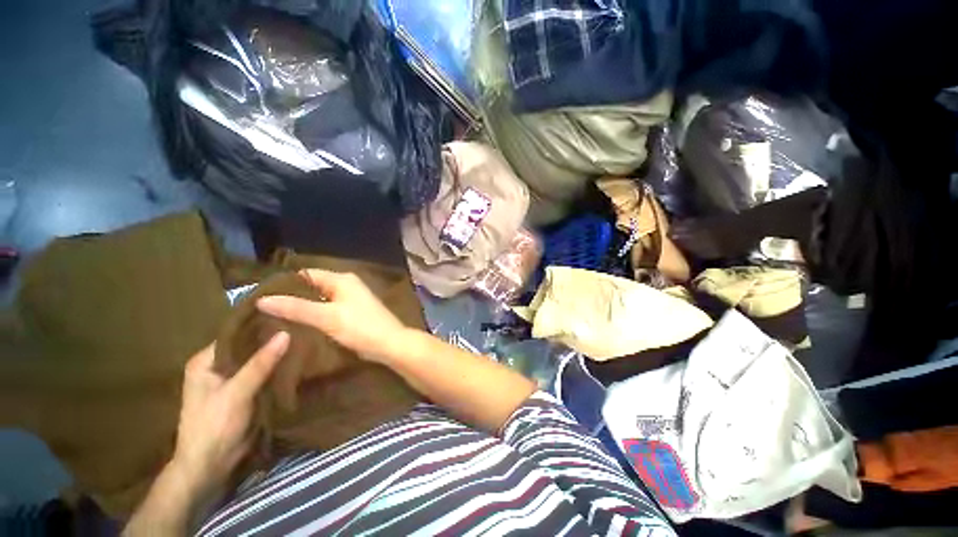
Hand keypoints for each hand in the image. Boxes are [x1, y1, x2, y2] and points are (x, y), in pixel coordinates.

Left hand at [170, 333, 289, 495]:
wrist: (210, 465)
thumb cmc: (214, 426)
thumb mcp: (237, 392)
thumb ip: (260, 363)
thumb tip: (286, 333)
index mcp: (206, 361)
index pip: (236, 334)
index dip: (260, 325)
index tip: (289, 315)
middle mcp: (218, 366)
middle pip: (249, 346)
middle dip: (272, 339)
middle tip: (302, 326)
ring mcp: (232, 380)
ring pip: (259, 360)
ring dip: (277, 354)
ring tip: (304, 338)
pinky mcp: (245, 392)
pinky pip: (264, 373)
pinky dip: (278, 368)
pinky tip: (297, 359)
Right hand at [256, 269, 406, 362]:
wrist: (389, 343)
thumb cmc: (361, 327)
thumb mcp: (327, 317)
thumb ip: (296, 308)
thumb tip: (262, 299)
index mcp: (342, 279)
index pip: (306, 274)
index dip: (284, 283)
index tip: (258, 295)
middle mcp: (346, 285)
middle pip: (312, 286)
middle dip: (291, 296)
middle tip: (263, 309)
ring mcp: (350, 299)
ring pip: (319, 299)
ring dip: (301, 306)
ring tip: (273, 317)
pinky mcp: (351, 312)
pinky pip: (327, 309)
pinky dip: (313, 314)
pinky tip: (297, 324)